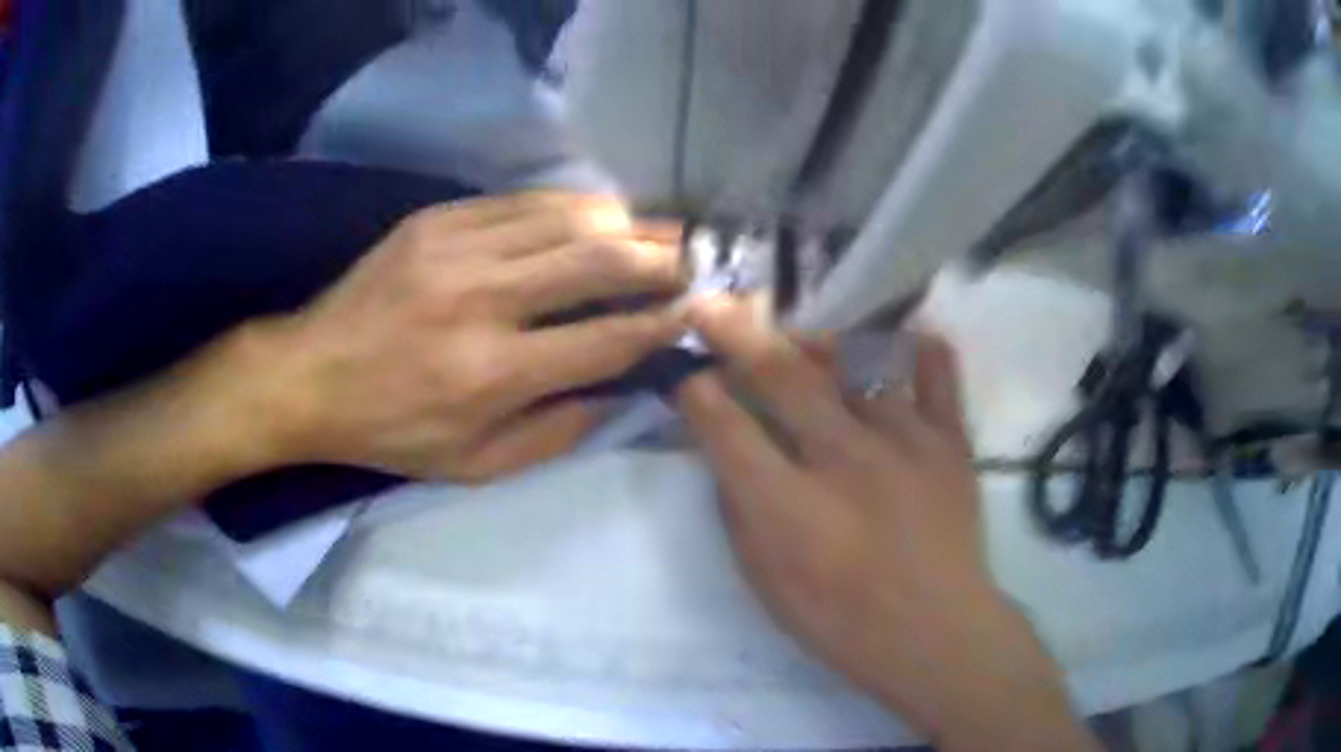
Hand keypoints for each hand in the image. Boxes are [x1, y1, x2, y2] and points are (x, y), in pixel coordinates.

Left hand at [240, 192, 685, 480]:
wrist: (310, 376)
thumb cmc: (392, 431)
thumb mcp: (474, 466)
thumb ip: (555, 433)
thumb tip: (618, 391)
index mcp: (492, 373)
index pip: (605, 339)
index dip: (660, 323)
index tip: (696, 312)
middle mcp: (481, 300)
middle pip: (596, 262)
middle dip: (659, 258)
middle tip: (694, 258)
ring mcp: (456, 248)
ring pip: (565, 218)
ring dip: (623, 224)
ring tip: (657, 232)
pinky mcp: (436, 220)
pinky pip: (521, 202)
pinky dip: (570, 207)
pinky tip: (594, 215)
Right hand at [675, 296, 1096, 751]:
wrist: (936, 633)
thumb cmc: (841, 621)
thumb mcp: (766, 583)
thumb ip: (741, 512)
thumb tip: (729, 454)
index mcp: (789, 506)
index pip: (727, 428)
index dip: (698, 393)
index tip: (686, 374)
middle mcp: (844, 459)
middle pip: (783, 377)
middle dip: (737, 334)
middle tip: (713, 304)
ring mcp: (906, 441)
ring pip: (855, 368)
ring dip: (818, 349)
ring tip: (803, 341)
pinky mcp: (950, 442)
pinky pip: (936, 376)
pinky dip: (918, 353)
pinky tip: (904, 343)